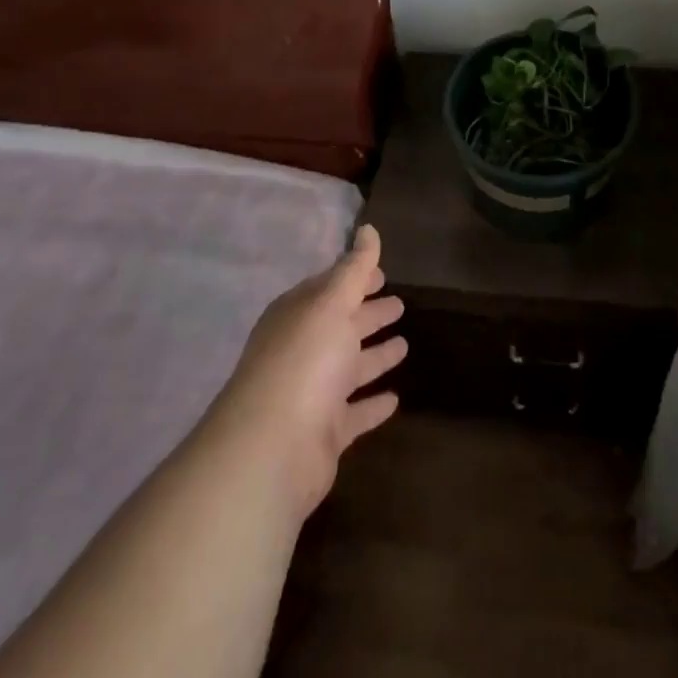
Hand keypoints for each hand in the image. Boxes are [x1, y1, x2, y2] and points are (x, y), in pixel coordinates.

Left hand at [209, 224, 406, 521]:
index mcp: (298, 316)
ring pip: (349, 368)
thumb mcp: (331, 303)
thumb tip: (368, 228)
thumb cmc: (304, 361)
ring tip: (405, 345)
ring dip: (374, 357)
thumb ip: (354, 268)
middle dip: (368, 314)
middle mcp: (302, 350)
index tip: (384, 273)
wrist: (272, 449)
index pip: (330, 288)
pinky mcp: (324, 433)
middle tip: (400, 304)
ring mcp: (312, 393)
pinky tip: (395, 398)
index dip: (356, 278)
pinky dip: (372, 404)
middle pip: (341, 326)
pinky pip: (354, 412)